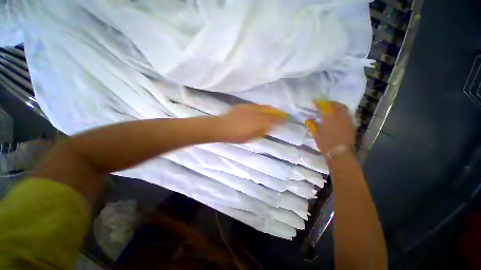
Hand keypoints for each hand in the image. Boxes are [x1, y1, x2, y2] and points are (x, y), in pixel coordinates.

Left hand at [217, 104, 286, 142]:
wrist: (222, 127)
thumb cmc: (236, 136)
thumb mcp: (249, 137)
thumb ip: (260, 132)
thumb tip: (268, 128)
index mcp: (257, 123)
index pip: (272, 120)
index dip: (279, 120)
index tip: (285, 120)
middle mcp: (256, 114)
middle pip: (270, 112)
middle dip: (277, 113)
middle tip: (282, 114)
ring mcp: (250, 109)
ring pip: (264, 107)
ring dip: (271, 109)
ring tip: (275, 111)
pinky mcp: (244, 106)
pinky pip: (256, 106)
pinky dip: (262, 108)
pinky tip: (263, 109)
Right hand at [305, 101, 354, 153]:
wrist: (340, 152)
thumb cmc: (326, 143)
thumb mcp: (316, 134)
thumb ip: (312, 125)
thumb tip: (308, 119)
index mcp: (329, 117)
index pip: (325, 105)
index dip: (319, 102)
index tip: (315, 102)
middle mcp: (340, 115)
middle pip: (335, 104)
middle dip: (329, 103)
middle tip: (323, 104)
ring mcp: (347, 119)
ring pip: (343, 108)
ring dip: (336, 106)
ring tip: (331, 108)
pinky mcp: (352, 124)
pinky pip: (347, 114)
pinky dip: (342, 111)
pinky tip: (338, 115)